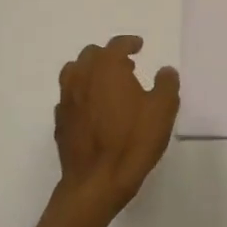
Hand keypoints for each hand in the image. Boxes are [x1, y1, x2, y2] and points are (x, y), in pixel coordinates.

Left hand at [54, 36, 180, 221]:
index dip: (129, 42)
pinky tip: (94, 110)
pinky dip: (81, 95)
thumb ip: (166, 84)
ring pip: (75, 72)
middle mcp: (82, 77)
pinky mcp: (60, 122)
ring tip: (107, 86)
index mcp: (106, 68)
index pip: (116, 44)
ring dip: (91, 72)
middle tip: (127, 68)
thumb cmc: (132, 141)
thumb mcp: (162, 110)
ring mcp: (67, 99)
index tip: (139, 46)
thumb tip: (165, 71)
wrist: (96, 183)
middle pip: (92, 55)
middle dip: (109, 56)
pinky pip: (70, 97)